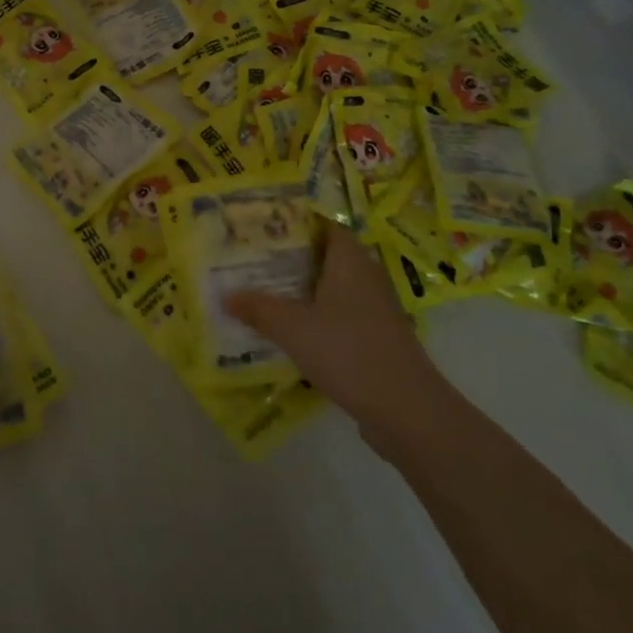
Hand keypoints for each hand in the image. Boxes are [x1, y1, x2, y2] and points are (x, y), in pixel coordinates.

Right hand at [226, 224, 454, 460]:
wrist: (406, 410)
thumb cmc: (348, 352)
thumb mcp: (292, 328)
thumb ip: (258, 308)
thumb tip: (226, 295)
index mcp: (350, 261)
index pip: (324, 225)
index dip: (296, 222)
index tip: (263, 225)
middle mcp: (366, 277)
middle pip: (325, 256)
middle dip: (290, 257)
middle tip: (251, 259)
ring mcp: (374, 309)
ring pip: (331, 288)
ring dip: (301, 290)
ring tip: (261, 292)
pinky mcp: (376, 337)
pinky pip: (339, 315)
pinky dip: (315, 317)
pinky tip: (289, 331)